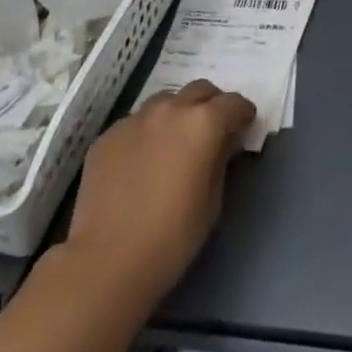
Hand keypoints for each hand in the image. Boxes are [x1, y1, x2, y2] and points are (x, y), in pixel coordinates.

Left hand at [63, 79, 254, 302]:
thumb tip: (223, 142)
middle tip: (212, 130)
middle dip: (211, 104)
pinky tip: (141, 162)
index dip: (242, 113)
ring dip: (177, 114)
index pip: (233, 103)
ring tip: (174, 142)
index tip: (244, 126)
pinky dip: (146, 133)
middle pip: (199, 90)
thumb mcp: (212, 202)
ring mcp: (134, 119)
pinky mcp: (107, 135)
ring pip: (164, 101)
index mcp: (203, 123)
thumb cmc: (172, 238)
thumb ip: (221, 160)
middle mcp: (170, 109)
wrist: (107, 261)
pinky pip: (135, 123)